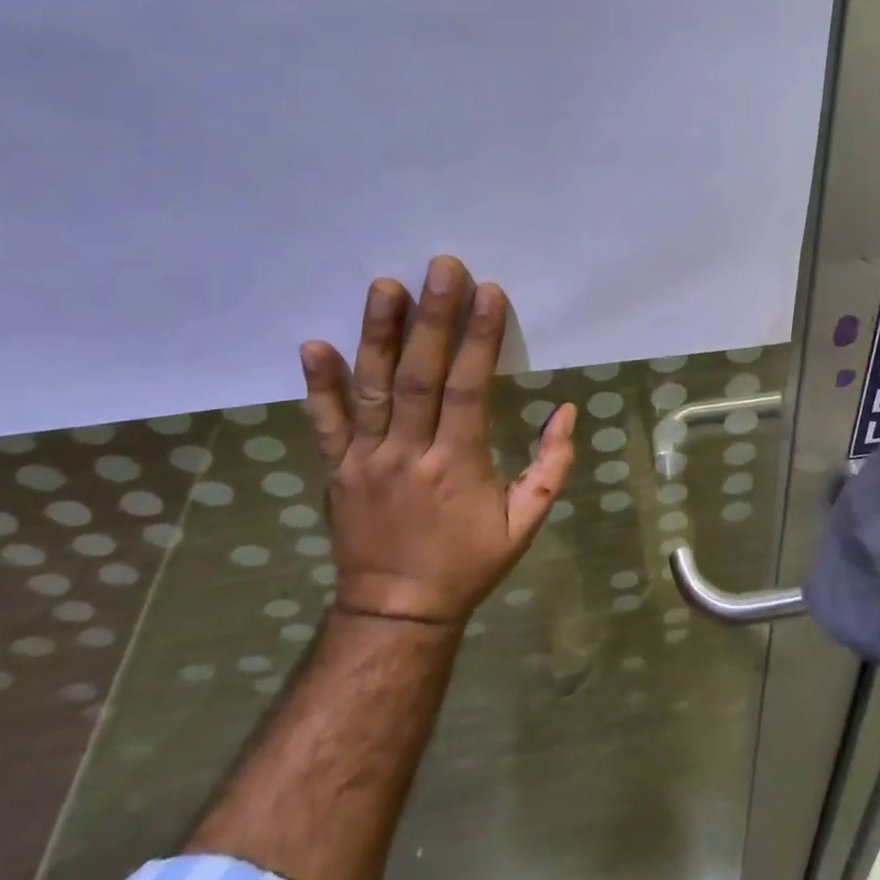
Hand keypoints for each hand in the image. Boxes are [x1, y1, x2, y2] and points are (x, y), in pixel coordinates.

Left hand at [297, 254, 577, 625]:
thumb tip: (567, 411)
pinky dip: (318, 385)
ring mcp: (366, 459)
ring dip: (377, 335)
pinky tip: (312, 344)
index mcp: (457, 465)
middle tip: (441, 267)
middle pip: (419, 377)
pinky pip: (325, 423)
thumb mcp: (525, 525)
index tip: (488, 292)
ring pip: (371, 389)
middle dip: (432, 318)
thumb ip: (551, 467)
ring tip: (384, 285)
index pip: (468, 389)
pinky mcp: (338, 468)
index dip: (479, 339)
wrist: (395, 612)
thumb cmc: (467, 564)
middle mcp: (408, 453)